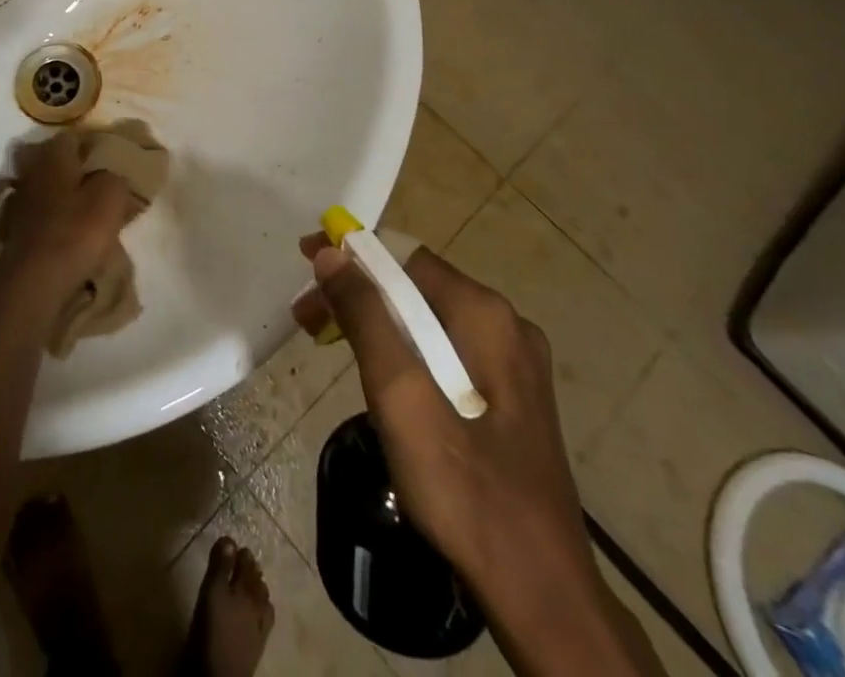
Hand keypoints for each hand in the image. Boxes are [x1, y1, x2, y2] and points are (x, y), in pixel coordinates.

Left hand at [0, 133, 141, 300]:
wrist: (33, 282)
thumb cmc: (76, 232)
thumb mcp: (111, 197)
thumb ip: (115, 176)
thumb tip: (112, 172)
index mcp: (53, 155)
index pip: (73, 136)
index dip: (93, 146)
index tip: (111, 162)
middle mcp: (31, 170)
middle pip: (52, 159)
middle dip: (71, 168)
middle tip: (96, 184)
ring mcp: (18, 200)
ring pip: (42, 186)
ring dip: (58, 193)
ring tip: (83, 210)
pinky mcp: (13, 229)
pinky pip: (35, 213)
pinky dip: (47, 218)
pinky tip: (63, 231)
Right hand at [291, 234, 600, 613]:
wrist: (539, 592)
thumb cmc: (461, 484)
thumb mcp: (399, 392)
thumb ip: (364, 314)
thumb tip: (331, 252)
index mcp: (484, 314)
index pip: (402, 256)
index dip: (349, 256)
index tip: (305, 268)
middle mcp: (506, 325)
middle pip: (414, 286)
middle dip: (357, 294)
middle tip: (308, 319)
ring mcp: (514, 363)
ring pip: (428, 319)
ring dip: (375, 323)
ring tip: (332, 346)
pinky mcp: (512, 397)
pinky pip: (445, 350)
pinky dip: (404, 350)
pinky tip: (381, 379)